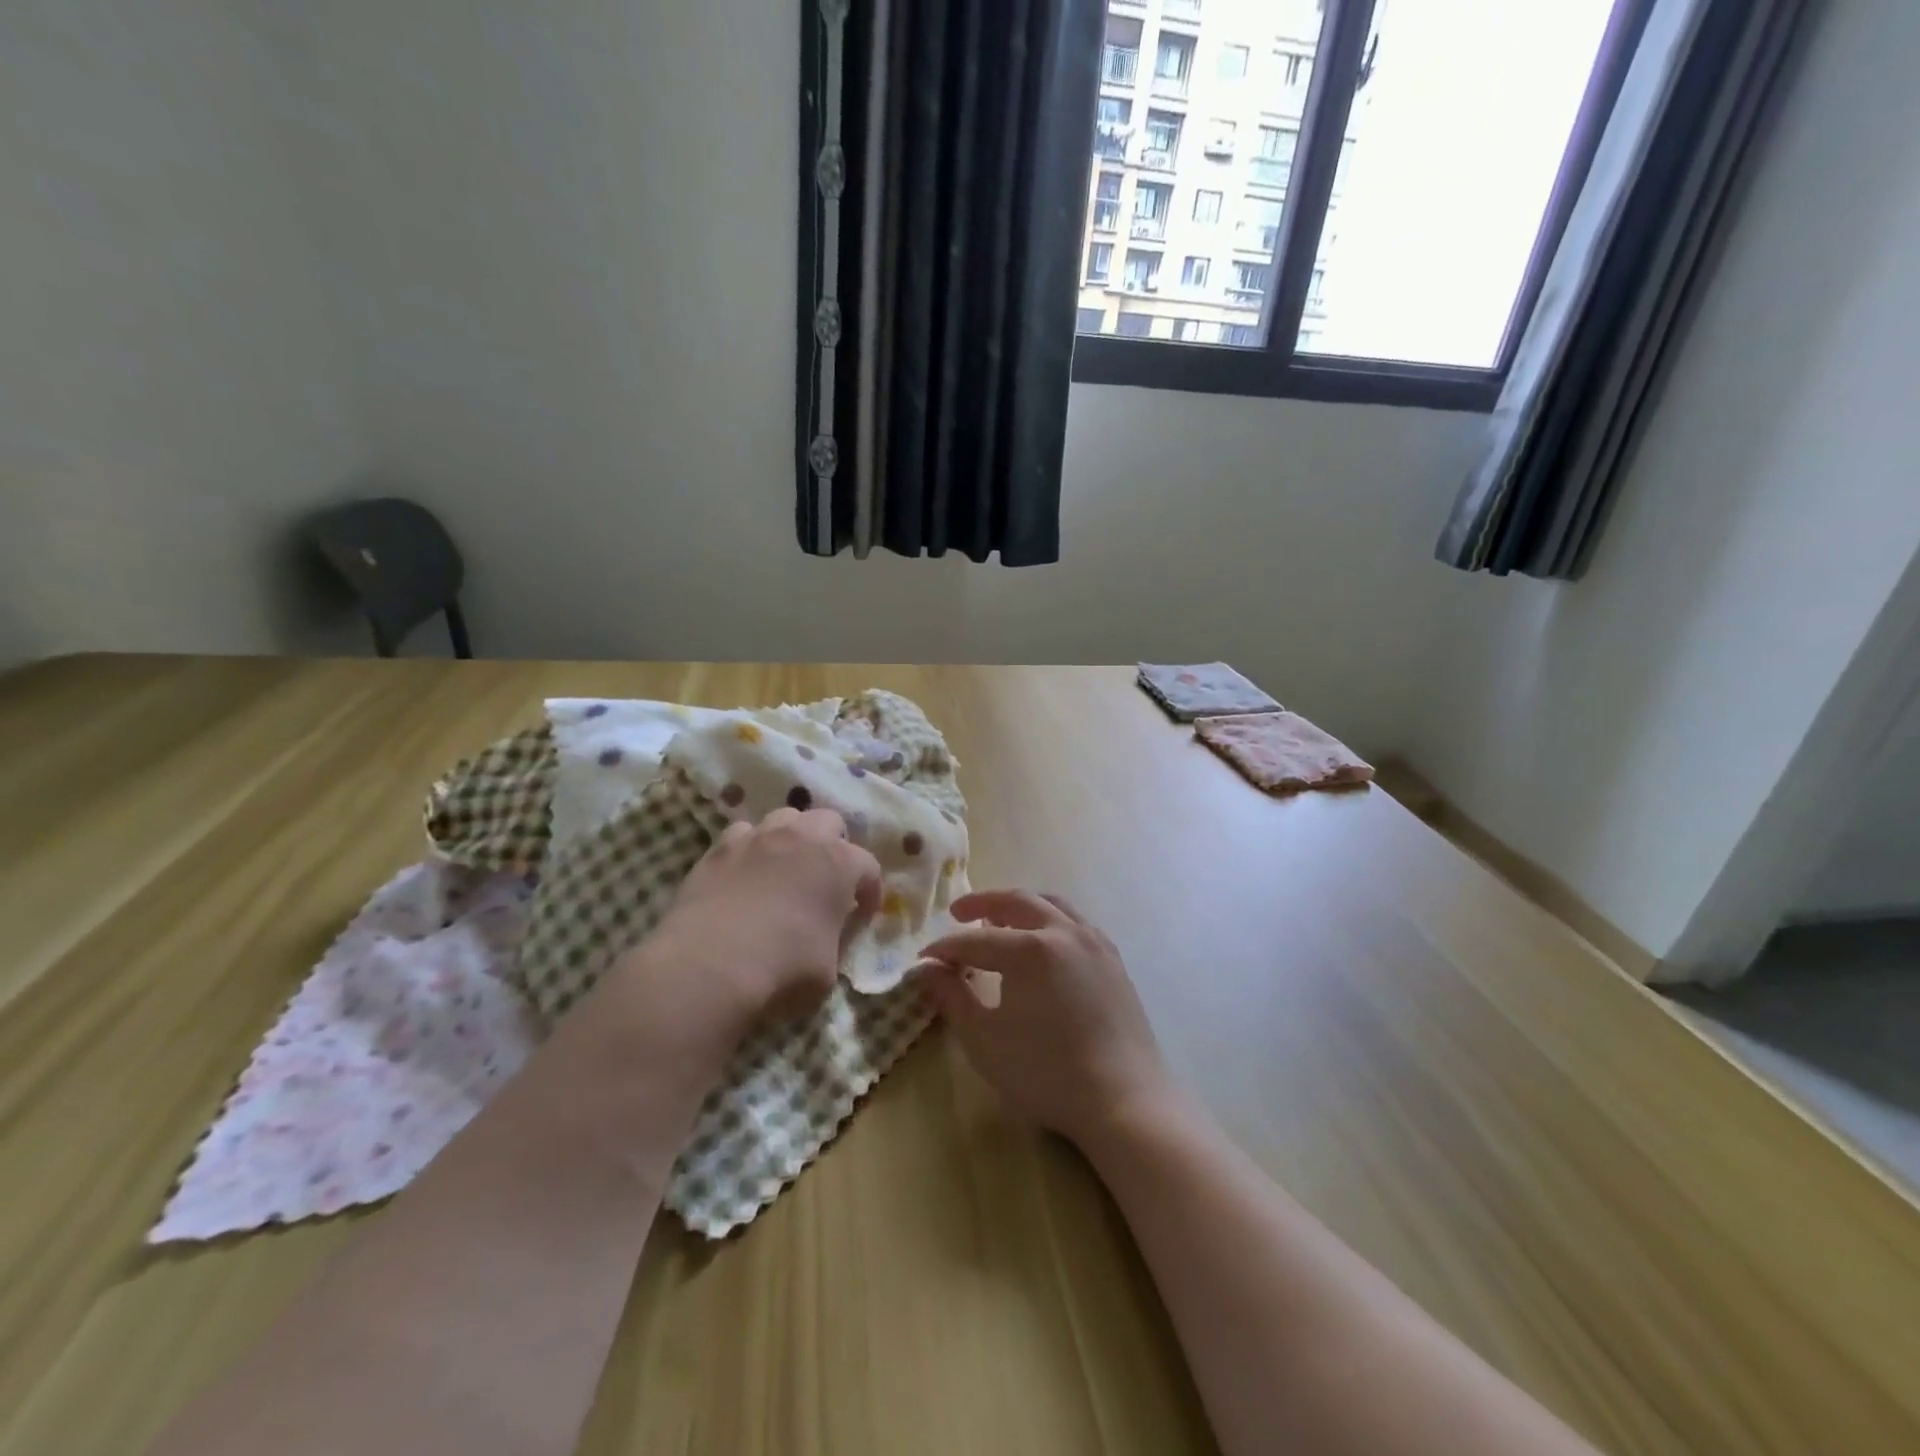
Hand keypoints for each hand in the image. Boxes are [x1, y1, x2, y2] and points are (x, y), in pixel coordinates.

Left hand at [610, 807, 881, 1035]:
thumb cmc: (782, 969)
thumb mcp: (829, 969)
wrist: (708, 966)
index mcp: (840, 863)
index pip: (869, 867)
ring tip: (786, 868)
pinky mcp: (719, 848)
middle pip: (829, 823)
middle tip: (827, 880)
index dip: (870, 892)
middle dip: (834, 846)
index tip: (863, 915)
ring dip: (793, 838)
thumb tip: (829, 933)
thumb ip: (836, 940)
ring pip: (786, 818)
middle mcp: (803, 837)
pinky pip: (743, 834)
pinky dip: (751, 848)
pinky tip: (746, 873)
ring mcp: (758, 837)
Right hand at [921, 890, 1173, 1148]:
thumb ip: (952, 998)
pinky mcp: (1113, 959)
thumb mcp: (985, 1040)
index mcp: (1030, 949)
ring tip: (999, 920)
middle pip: (1017, 901)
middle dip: (982, 903)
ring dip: (1020, 905)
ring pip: (1051, 905)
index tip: (924, 959)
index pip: (975, 940)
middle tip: (958, 913)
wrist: (1123, 1100)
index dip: (946, 949)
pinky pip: (1075, 923)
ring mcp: (1094, 942)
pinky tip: (1043, 944)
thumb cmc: (1046, 1073)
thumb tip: (927, 969)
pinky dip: (1050, 919)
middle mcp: (1063, 932)